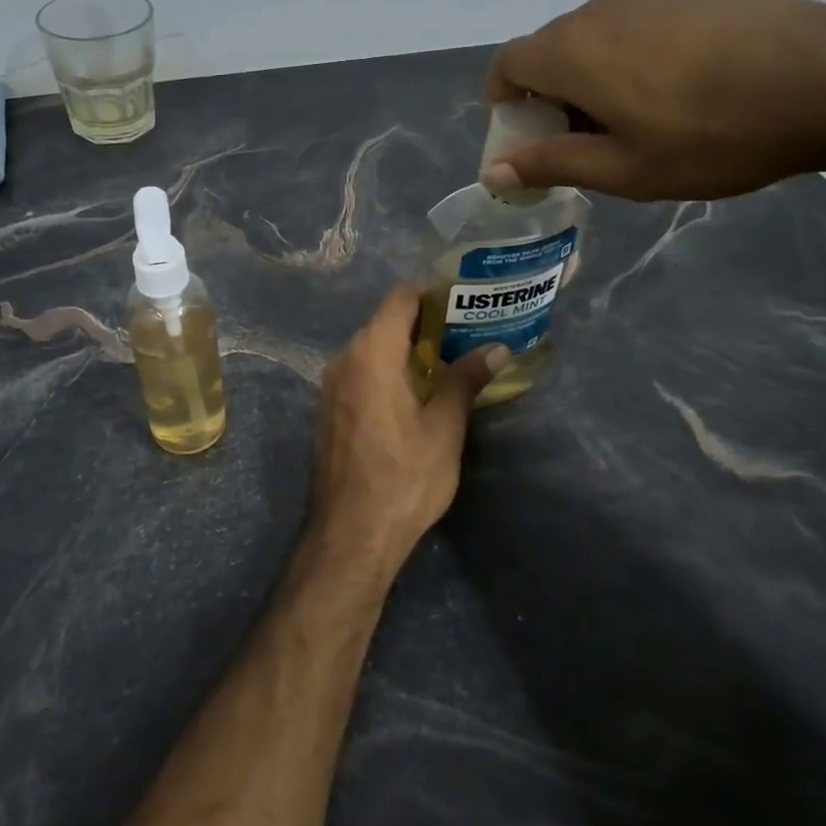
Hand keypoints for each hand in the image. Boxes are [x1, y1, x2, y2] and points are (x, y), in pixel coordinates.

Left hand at [311, 285, 506, 565]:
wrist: (350, 534)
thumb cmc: (403, 477)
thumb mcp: (444, 427)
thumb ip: (465, 379)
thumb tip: (497, 348)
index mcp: (371, 353)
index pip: (400, 298)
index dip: (431, 291)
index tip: (463, 296)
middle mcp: (344, 359)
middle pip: (385, 322)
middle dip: (424, 322)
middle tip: (466, 330)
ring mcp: (331, 385)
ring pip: (372, 348)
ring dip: (406, 348)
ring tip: (447, 359)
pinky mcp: (328, 409)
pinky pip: (360, 372)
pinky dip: (387, 369)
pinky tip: (415, 391)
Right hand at [483, 0, 825, 201]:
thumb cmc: (712, 135)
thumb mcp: (623, 168)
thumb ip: (552, 162)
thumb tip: (494, 168)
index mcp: (571, 51)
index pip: (507, 64)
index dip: (504, 101)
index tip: (527, 137)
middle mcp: (598, 13)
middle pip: (547, 51)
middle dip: (546, 96)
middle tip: (582, 142)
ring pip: (591, 40)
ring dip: (588, 80)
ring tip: (632, 123)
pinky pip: (631, 30)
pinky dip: (625, 62)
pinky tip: (674, 95)